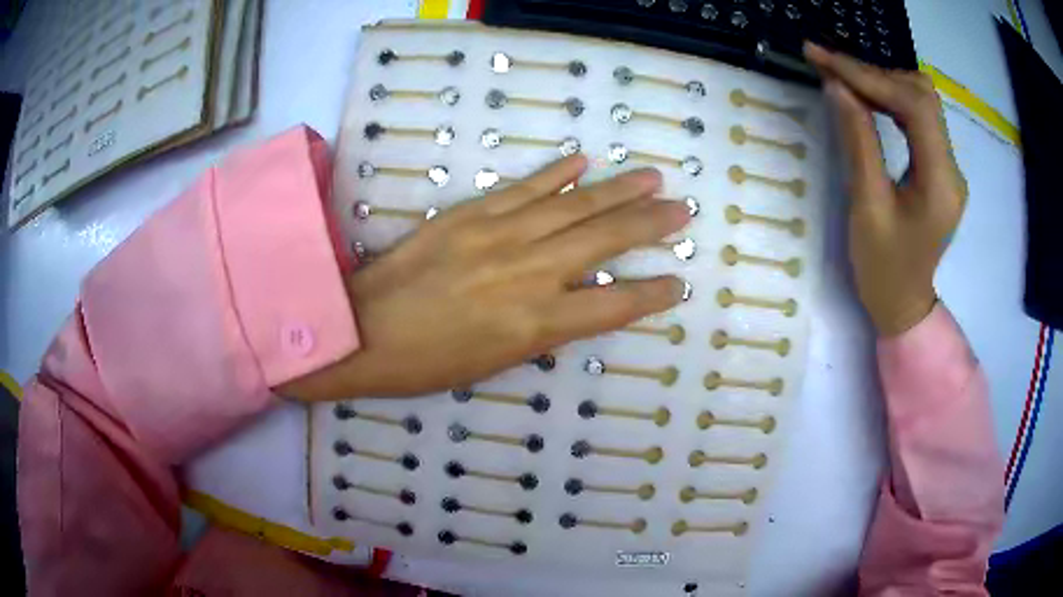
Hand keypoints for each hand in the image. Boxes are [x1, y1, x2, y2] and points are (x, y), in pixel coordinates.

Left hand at [282, 156, 690, 400]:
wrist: (361, 330)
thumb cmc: (425, 364)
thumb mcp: (493, 365)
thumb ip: (542, 331)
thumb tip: (577, 303)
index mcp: (534, 325)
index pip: (613, 306)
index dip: (651, 294)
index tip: (678, 283)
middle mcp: (528, 273)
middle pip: (603, 241)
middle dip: (649, 224)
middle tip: (682, 210)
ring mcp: (499, 235)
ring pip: (572, 206)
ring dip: (616, 190)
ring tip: (651, 177)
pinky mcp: (470, 214)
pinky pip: (523, 189)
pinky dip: (556, 173)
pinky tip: (583, 161)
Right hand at [805, 42, 967, 335]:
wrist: (903, 305)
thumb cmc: (883, 269)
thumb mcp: (867, 207)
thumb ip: (858, 142)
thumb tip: (837, 86)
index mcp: (941, 183)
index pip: (914, 107)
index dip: (869, 76)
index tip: (825, 59)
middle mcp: (952, 167)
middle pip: (921, 96)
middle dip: (874, 74)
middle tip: (829, 64)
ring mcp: (948, 166)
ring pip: (921, 101)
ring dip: (881, 83)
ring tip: (842, 77)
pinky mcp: (939, 167)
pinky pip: (918, 119)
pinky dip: (890, 100)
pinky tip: (865, 98)